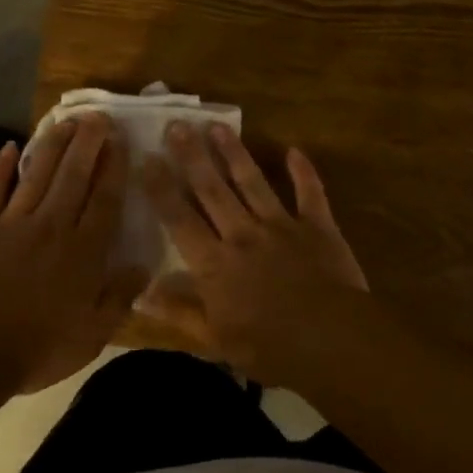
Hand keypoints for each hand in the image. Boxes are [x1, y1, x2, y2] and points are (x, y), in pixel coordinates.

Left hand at [0, 114, 146, 392]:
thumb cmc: (37, 348)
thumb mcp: (92, 334)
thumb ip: (119, 297)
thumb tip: (143, 265)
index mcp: (83, 251)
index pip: (104, 199)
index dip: (114, 168)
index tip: (120, 141)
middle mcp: (53, 225)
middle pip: (74, 175)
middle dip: (88, 143)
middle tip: (98, 116)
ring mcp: (13, 222)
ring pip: (37, 173)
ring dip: (53, 144)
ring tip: (67, 120)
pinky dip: (0, 167)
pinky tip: (9, 147)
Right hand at [141, 122, 366, 380]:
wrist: (332, 340)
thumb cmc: (269, 347)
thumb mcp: (215, 340)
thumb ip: (179, 312)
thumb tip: (140, 294)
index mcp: (214, 263)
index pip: (180, 219)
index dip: (161, 189)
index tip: (147, 159)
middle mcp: (242, 234)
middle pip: (212, 189)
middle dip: (192, 156)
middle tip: (177, 125)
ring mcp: (281, 225)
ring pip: (252, 181)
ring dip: (234, 153)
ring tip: (217, 126)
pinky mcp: (317, 226)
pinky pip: (309, 192)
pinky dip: (303, 172)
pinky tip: (294, 149)